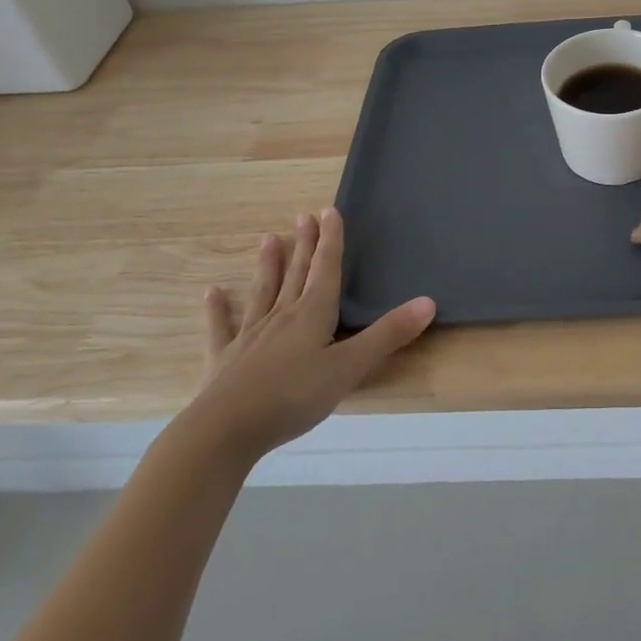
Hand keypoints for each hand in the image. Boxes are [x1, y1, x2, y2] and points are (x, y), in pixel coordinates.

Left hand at [187, 208, 434, 456]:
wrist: (225, 430)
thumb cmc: (293, 396)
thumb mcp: (349, 368)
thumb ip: (387, 336)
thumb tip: (428, 302)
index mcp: (312, 314)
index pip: (326, 269)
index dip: (331, 241)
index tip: (329, 211)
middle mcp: (281, 316)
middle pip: (296, 274)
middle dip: (304, 245)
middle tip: (303, 216)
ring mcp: (249, 335)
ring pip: (263, 292)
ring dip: (268, 266)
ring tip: (268, 239)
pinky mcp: (224, 358)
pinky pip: (222, 326)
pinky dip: (218, 309)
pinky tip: (213, 293)